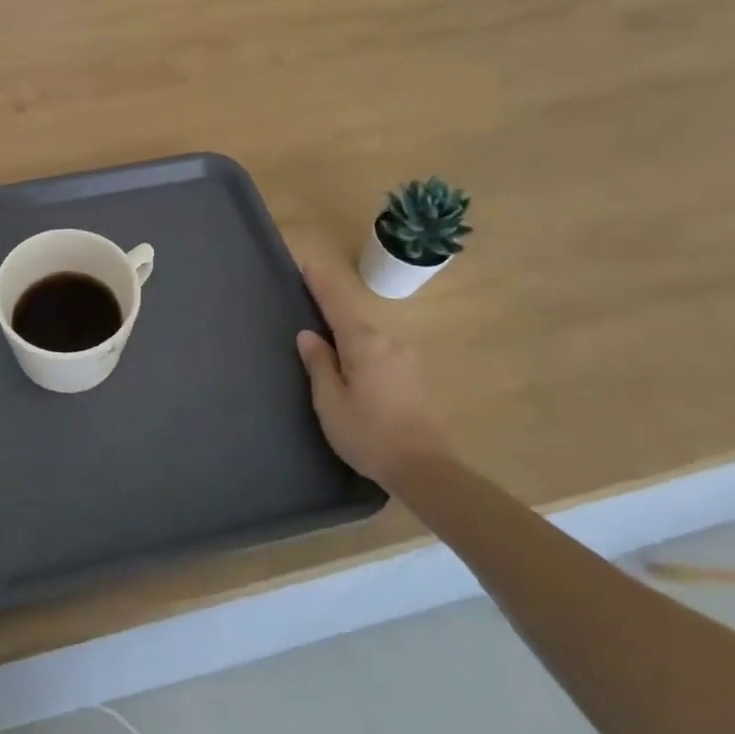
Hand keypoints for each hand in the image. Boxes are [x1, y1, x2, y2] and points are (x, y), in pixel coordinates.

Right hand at [293, 244, 446, 482]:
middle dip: (333, 308)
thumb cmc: (368, 434)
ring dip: (347, 332)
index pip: (337, 304)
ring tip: (327, 337)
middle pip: (354, 317)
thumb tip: (308, 335)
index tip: (308, 264)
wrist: (425, 469)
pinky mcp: (414, 377)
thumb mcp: (330, 401)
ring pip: (368, 336)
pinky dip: (361, 349)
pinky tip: (352, 363)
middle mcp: (388, 342)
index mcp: (364, 343)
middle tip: (310, 302)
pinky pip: (379, 351)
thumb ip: (319, 364)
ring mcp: (405, 359)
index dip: (321, 284)